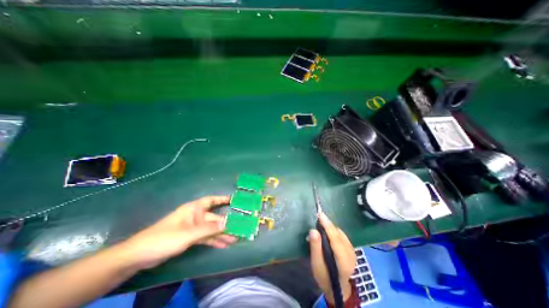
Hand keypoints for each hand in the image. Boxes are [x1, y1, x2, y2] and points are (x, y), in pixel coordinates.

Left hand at [120, 197, 235, 269]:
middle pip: (214, 218)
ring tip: (234, 239)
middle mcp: (195, 216)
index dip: (222, 199)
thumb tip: (228, 222)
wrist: (139, 255)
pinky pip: (205, 237)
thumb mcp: (189, 233)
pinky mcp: (190, 237)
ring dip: (221, 234)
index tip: (234, 200)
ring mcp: (193, 227)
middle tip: (239, 227)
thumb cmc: (165, 238)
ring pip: (211, 229)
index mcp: (194, 209)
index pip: (211, 200)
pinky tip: (222, 245)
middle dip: (225, 223)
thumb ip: (209, 228)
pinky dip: (213, 240)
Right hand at [308, 213, 355, 304]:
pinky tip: (327, 232)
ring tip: (321, 225)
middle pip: (338, 235)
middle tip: (318, 217)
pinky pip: (342, 235)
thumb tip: (313, 230)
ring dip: (330, 227)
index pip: (335, 240)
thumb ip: (315, 247)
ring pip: (340, 233)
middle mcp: (351, 254)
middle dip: (328, 225)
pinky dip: (334, 231)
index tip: (320, 215)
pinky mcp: (352, 248)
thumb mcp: (316, 264)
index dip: (328, 226)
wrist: (337, 287)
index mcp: (343, 261)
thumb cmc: (324, 276)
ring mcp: (353, 251)